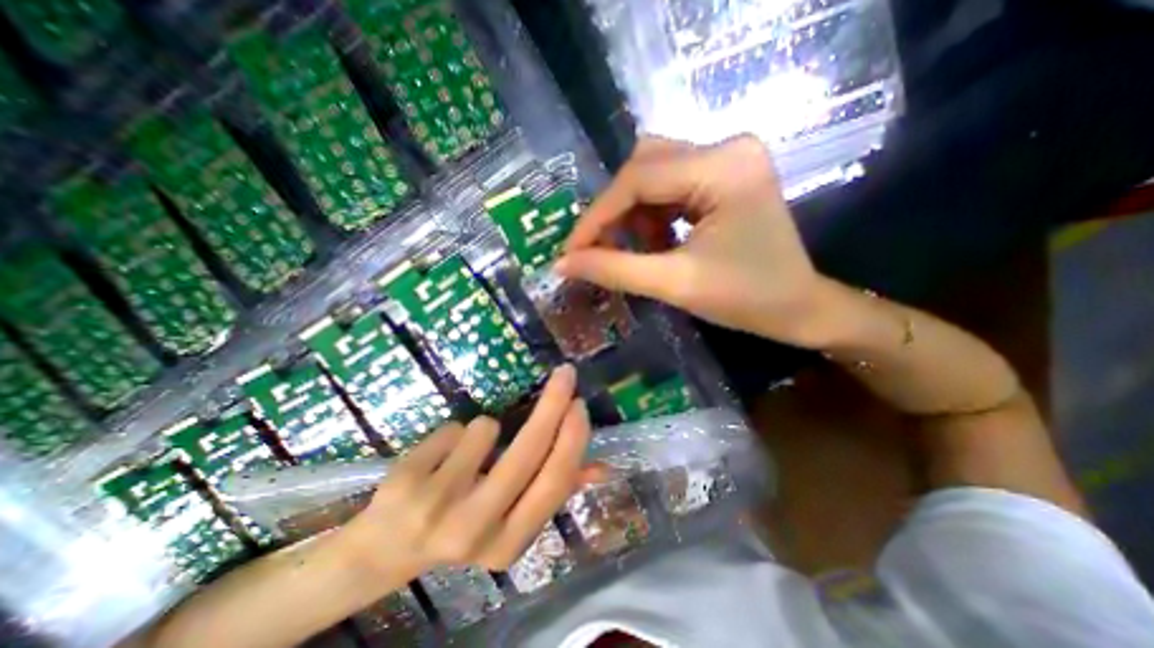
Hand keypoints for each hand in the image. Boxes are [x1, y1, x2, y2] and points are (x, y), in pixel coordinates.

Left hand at [338, 363, 588, 581]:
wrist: (386, 548)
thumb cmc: (461, 525)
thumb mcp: (510, 518)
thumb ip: (553, 490)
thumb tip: (602, 468)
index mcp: (510, 543)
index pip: (554, 481)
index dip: (572, 438)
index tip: (579, 404)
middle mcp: (476, 529)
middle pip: (528, 450)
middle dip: (553, 404)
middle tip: (565, 375)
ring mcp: (437, 507)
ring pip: (487, 429)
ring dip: (485, 429)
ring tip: (467, 454)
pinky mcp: (407, 482)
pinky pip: (454, 428)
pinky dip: (455, 433)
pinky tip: (439, 458)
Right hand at [553, 132, 835, 349]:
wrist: (798, 309)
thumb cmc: (746, 300)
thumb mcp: (675, 284)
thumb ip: (614, 270)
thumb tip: (562, 265)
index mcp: (723, 167)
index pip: (638, 179)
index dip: (596, 217)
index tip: (570, 252)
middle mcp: (726, 148)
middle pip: (643, 167)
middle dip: (615, 213)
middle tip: (598, 251)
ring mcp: (727, 158)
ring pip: (653, 174)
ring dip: (634, 215)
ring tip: (639, 251)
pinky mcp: (724, 175)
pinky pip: (670, 185)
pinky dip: (652, 215)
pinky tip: (658, 242)